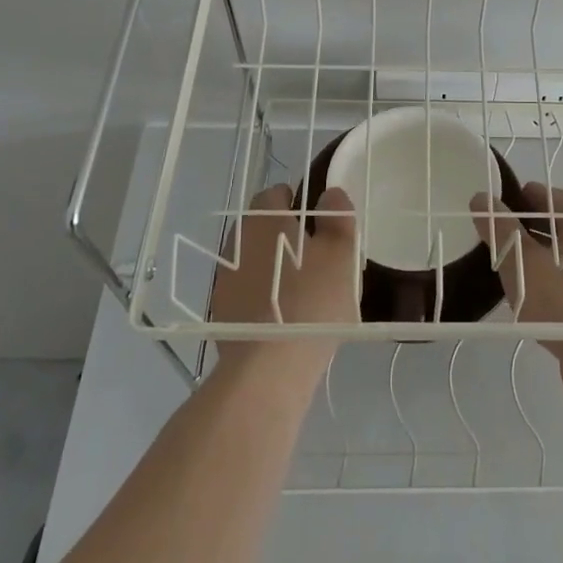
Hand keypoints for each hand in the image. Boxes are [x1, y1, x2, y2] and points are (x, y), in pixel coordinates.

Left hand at [210, 183, 358, 381]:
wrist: (268, 368)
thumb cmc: (311, 300)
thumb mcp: (341, 253)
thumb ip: (338, 217)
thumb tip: (330, 194)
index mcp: (264, 219)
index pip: (275, 194)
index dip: (298, 201)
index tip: (318, 222)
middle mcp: (237, 241)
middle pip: (262, 227)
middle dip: (285, 235)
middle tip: (316, 256)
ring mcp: (224, 279)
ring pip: (254, 259)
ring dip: (273, 265)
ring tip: (302, 290)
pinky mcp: (221, 312)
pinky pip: (247, 291)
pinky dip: (263, 295)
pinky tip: (284, 316)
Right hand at [470, 182, 562, 355]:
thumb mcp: (523, 265)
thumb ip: (499, 230)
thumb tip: (480, 198)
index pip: (541, 195)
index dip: (509, 204)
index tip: (484, 222)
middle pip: (553, 224)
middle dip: (521, 235)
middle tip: (490, 252)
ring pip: (562, 255)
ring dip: (534, 262)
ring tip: (504, 277)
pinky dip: (551, 284)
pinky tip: (529, 302)